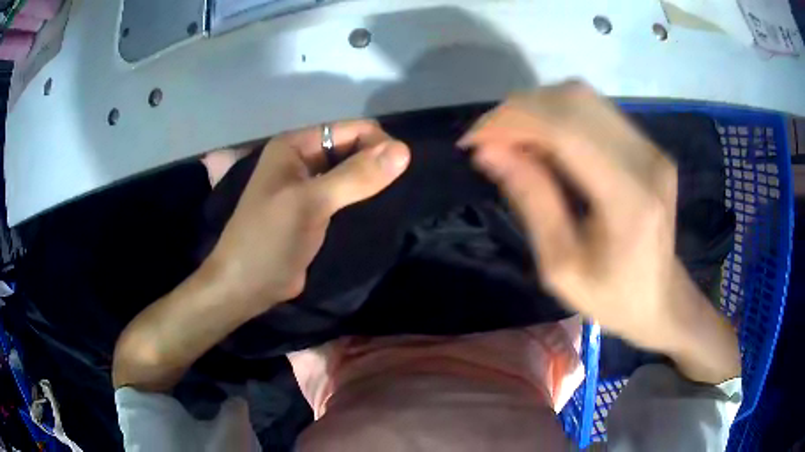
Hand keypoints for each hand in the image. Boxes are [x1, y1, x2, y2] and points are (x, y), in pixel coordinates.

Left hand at [113, 120, 409, 390]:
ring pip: (350, 173)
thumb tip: (403, 151)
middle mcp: (301, 160)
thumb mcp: (310, 202)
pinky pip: (345, 196)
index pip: (348, 129)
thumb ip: (356, 176)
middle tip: (400, 186)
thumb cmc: (268, 239)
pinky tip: (381, 208)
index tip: (403, 167)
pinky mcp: (314, 212)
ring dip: (371, 181)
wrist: (245, 285)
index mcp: (294, 146)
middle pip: (350, 149)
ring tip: (397, 196)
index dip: (377, 142)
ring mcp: (307, 187)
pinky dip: (363, 199)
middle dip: (375, 161)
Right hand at [460, 82, 738, 382]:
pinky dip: (558, 116)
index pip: (566, 129)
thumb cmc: (611, 298)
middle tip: (489, 141)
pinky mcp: (648, 146)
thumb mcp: (561, 267)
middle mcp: (645, 160)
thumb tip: (488, 152)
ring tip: (511, 141)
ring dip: (537, 110)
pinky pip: (595, 111)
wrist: (661, 298)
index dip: (513, 122)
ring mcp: (650, 148)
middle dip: (519, 111)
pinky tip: (542, 143)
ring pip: (583, 98)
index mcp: (629, 199)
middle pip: (573, 101)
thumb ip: (531, 202)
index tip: (474, 141)